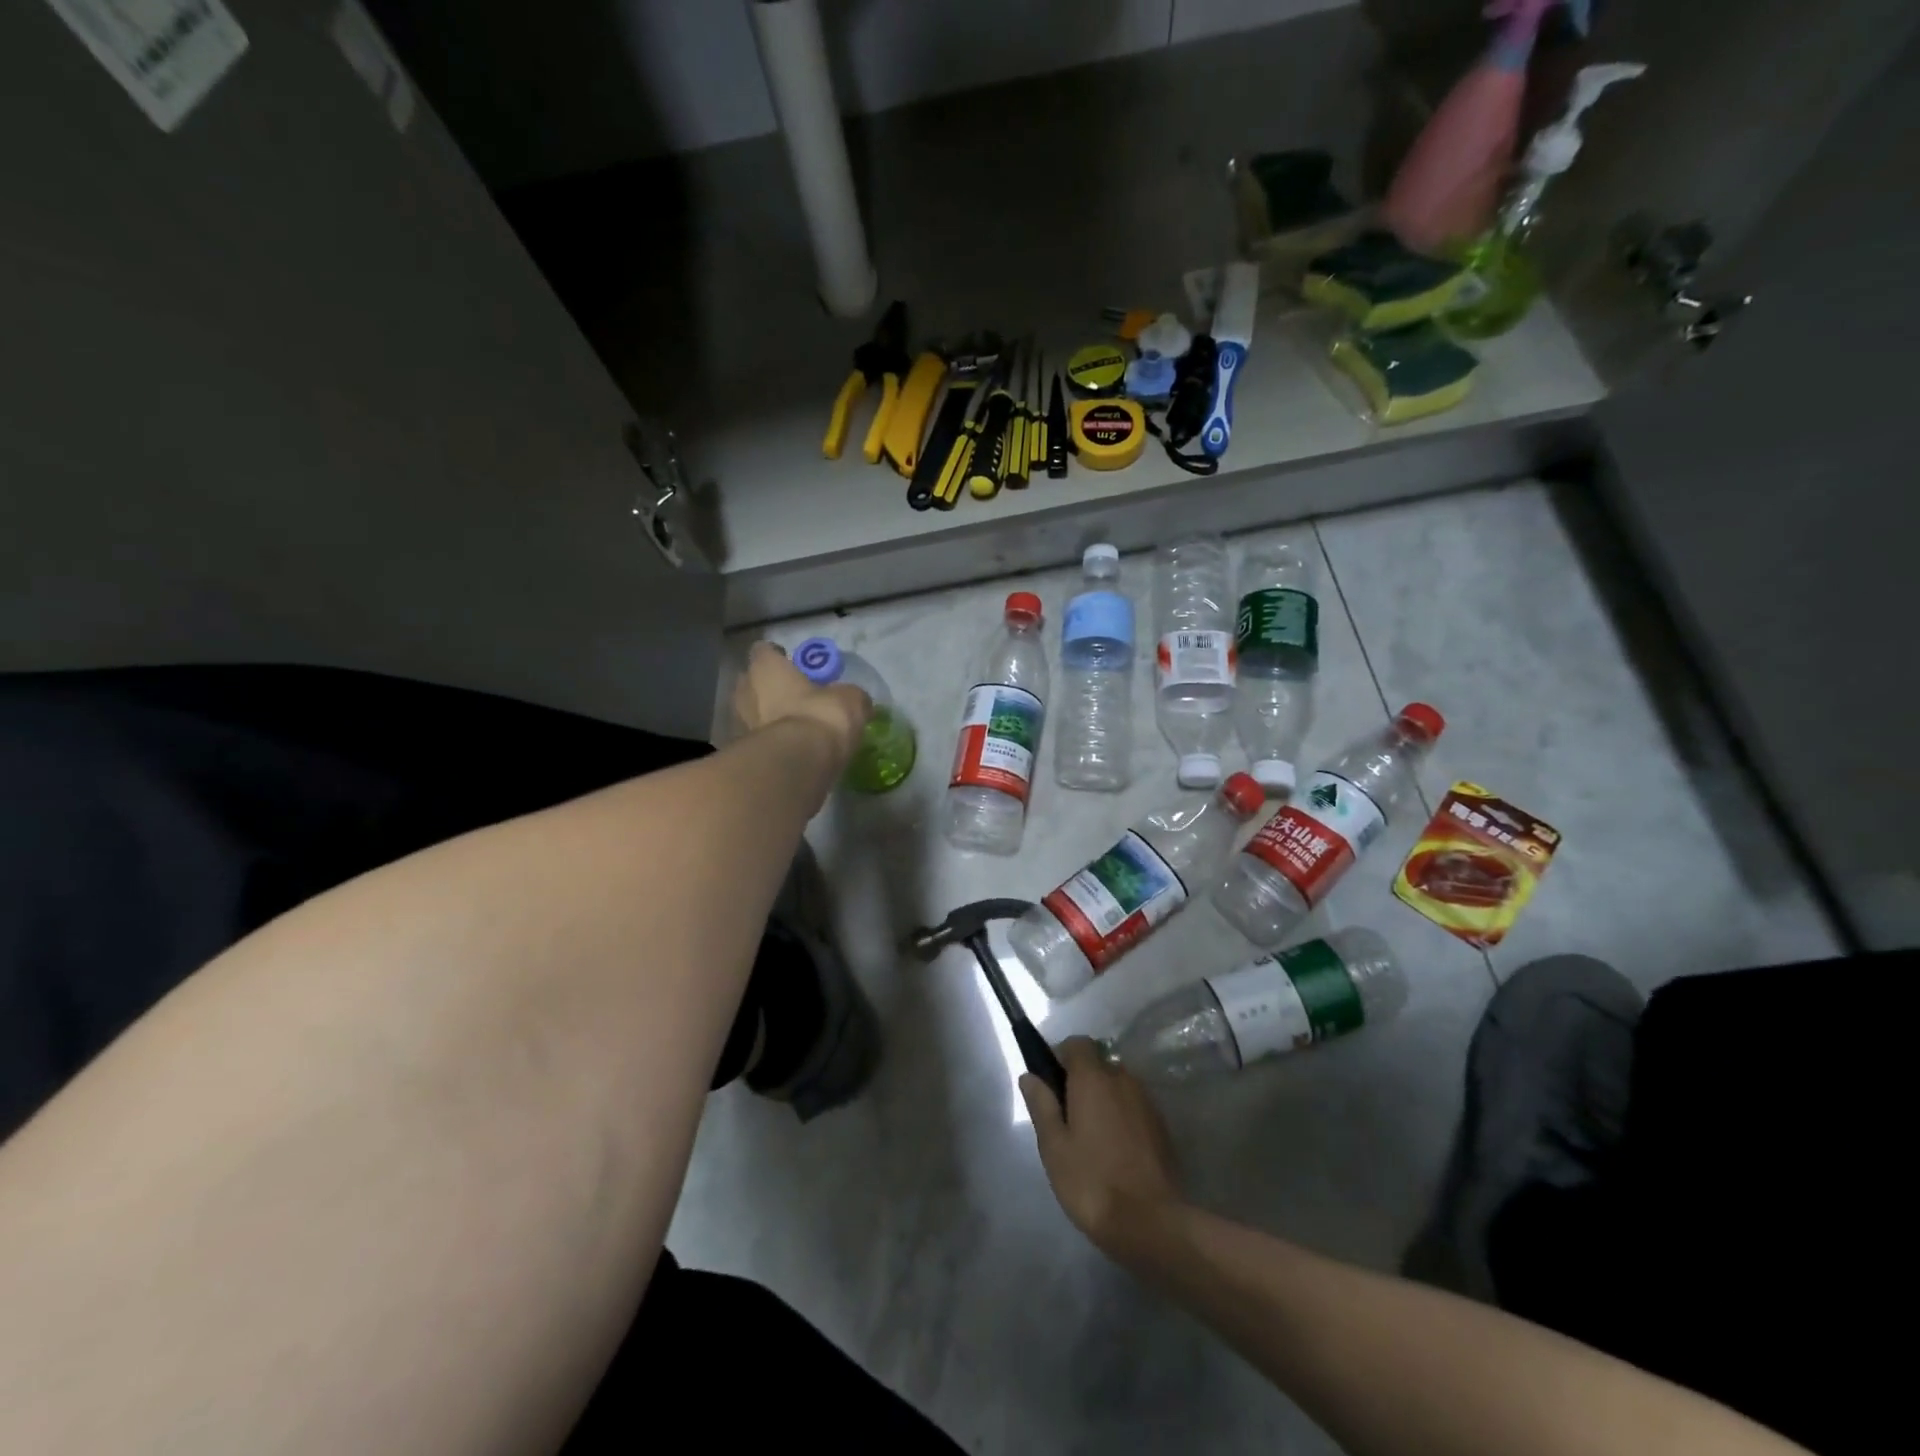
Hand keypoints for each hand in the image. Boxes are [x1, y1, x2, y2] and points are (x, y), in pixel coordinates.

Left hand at [732, 642, 871, 765]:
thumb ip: (848, 695)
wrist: (800, 764)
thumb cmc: (820, 716)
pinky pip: (760, 739)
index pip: (764, 650)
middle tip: (795, 695)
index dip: (778, 656)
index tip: (794, 665)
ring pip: (752, 711)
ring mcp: (741, 723)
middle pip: (752, 681)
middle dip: (770, 687)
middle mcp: (746, 690)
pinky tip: (792, 748)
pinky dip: (772, 740)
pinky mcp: (746, 753)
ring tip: (796, 725)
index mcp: (766, 668)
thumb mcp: (850, 699)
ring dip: (769, 715)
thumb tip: (855, 700)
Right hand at [1022, 1038, 1181, 1254]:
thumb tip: (1030, 1076)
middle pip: (1098, 1063)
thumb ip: (1041, 1105)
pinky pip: (1134, 1106)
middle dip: (1082, 1080)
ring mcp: (1146, 1102)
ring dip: (1103, 1099)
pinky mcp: (1162, 1126)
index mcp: (1093, 1078)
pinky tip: (1115, 1151)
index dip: (1061, 1056)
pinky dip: (1122, 1116)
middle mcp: (1122, 1079)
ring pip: (1118, 1085)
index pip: (1077, 1043)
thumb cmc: (1092, 1181)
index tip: (1051, 1085)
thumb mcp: (1054, 1147)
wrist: (1151, 1223)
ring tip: (1091, 1138)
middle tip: (1067, 1118)